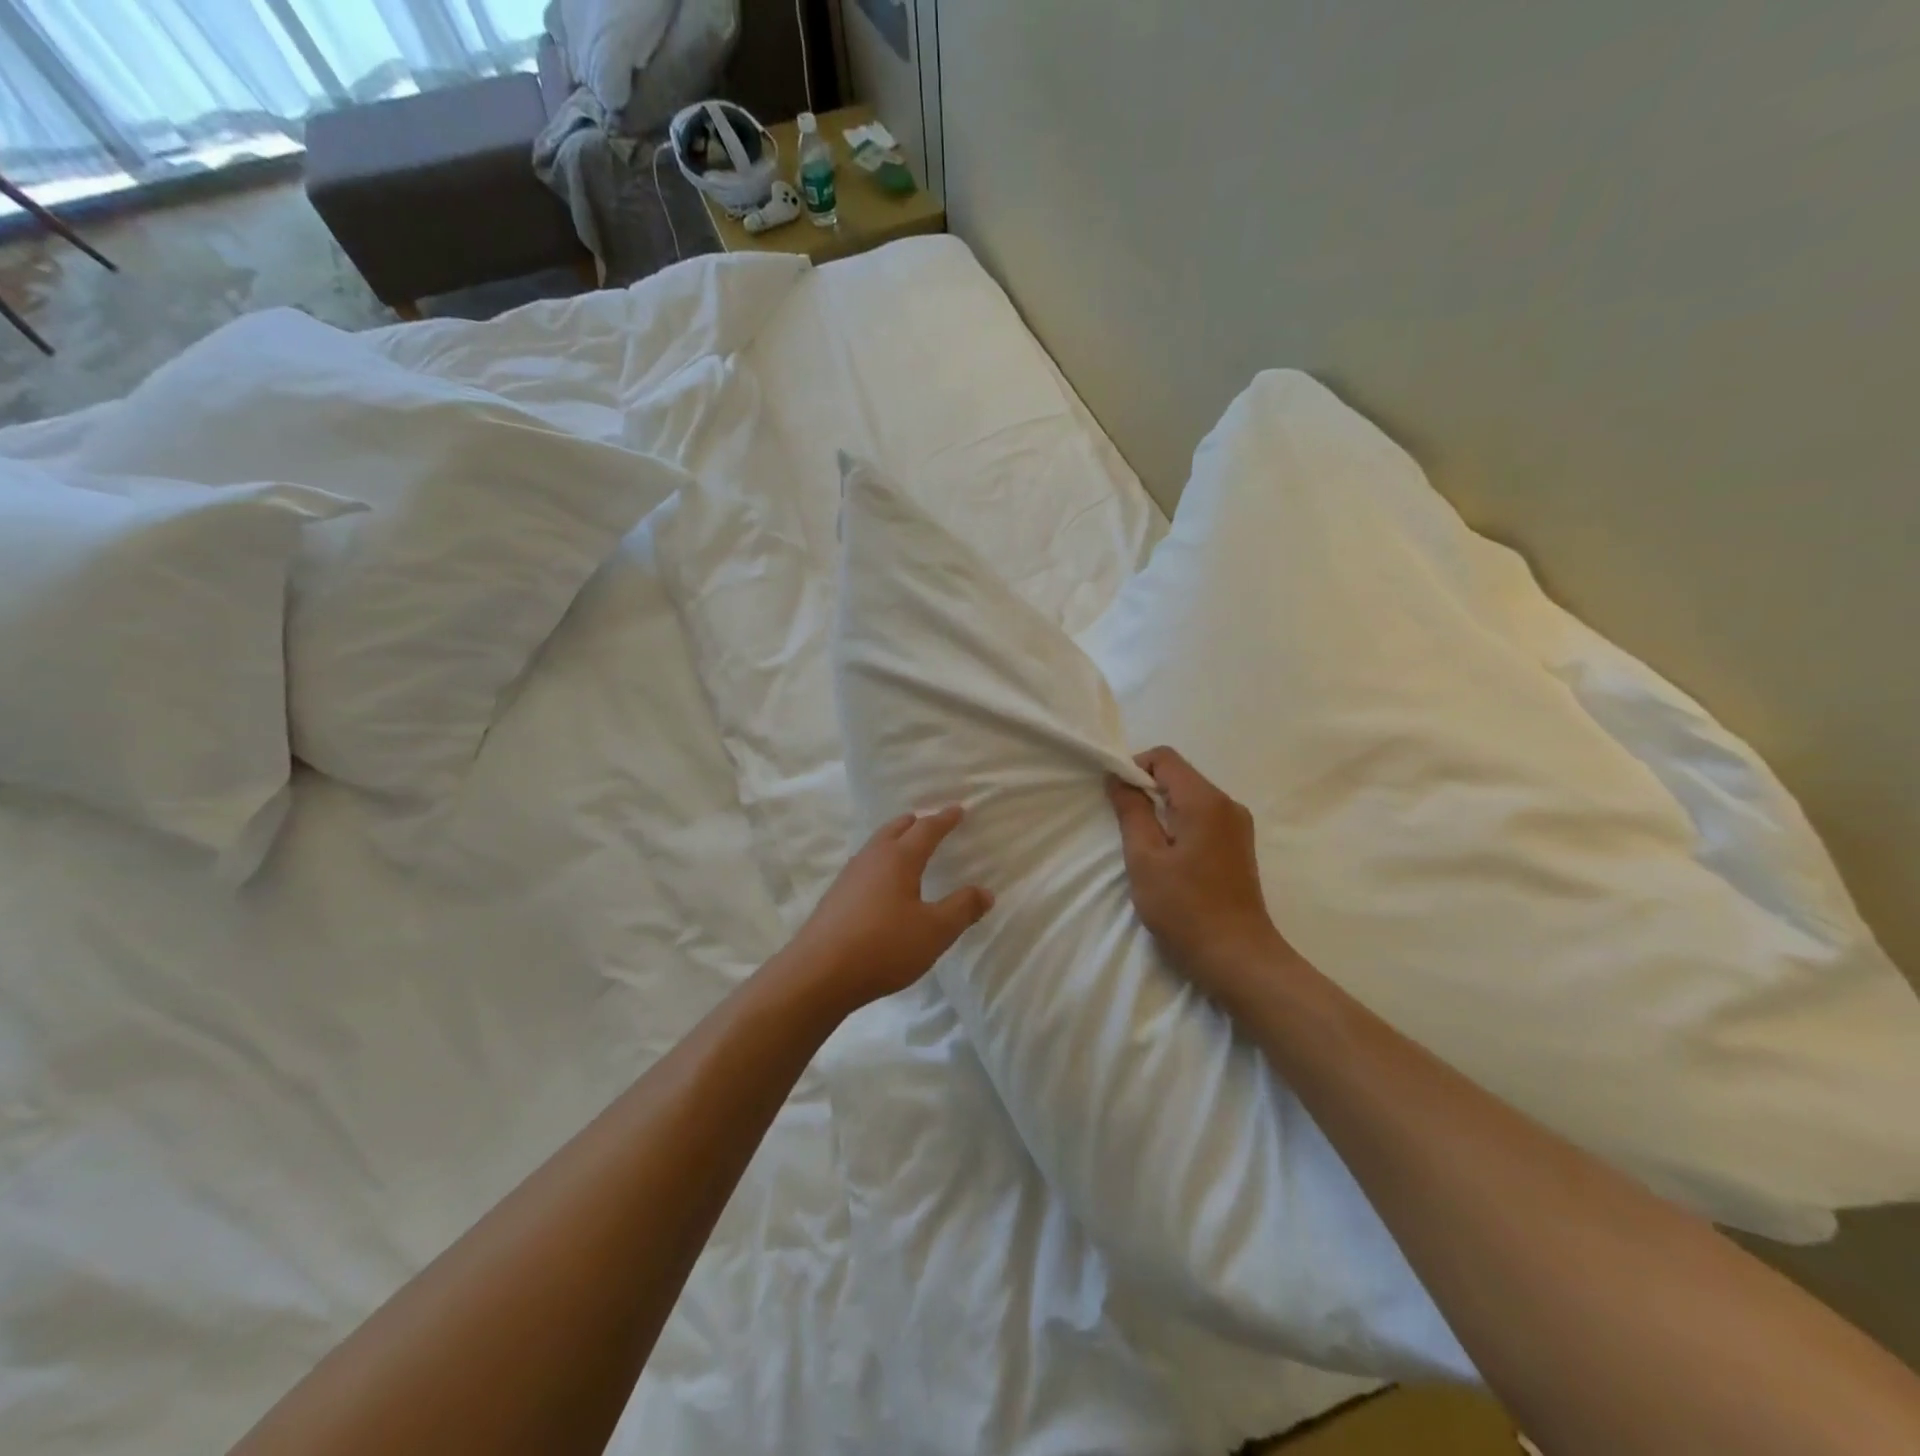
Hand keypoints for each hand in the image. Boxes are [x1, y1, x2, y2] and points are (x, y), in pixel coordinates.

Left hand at [781, 806, 993, 1017]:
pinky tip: (881, 883)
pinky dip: (880, 862)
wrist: (819, 974)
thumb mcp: (934, 931)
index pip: (926, 829)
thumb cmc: (884, 946)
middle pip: (895, 829)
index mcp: (899, 858)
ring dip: (894, 840)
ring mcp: (849, 876)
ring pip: (876, 846)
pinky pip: (864, 866)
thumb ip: (962, 909)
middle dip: (915, 823)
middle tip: (929, 822)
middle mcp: (872, 858)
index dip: (944, 819)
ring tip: (906, 848)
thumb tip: (985, 892)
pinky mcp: (835, 897)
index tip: (958, 810)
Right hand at [1106, 747, 1298, 1003]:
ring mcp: (1237, 826)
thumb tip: (1119, 778)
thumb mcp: (1145, 859)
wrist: (1238, 958)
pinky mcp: (1238, 846)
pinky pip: (1202, 817)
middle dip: (1146, 790)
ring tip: (1144, 846)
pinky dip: (1179, 825)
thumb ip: (1131, 812)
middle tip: (1124, 826)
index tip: (1116, 799)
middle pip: (1179, 775)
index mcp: (1205, 801)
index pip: (1165, 758)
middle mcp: (1227, 804)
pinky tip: (1168, 858)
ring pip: (1190, 797)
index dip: (1134, 768)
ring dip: (1162, 810)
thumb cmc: (1185, 909)